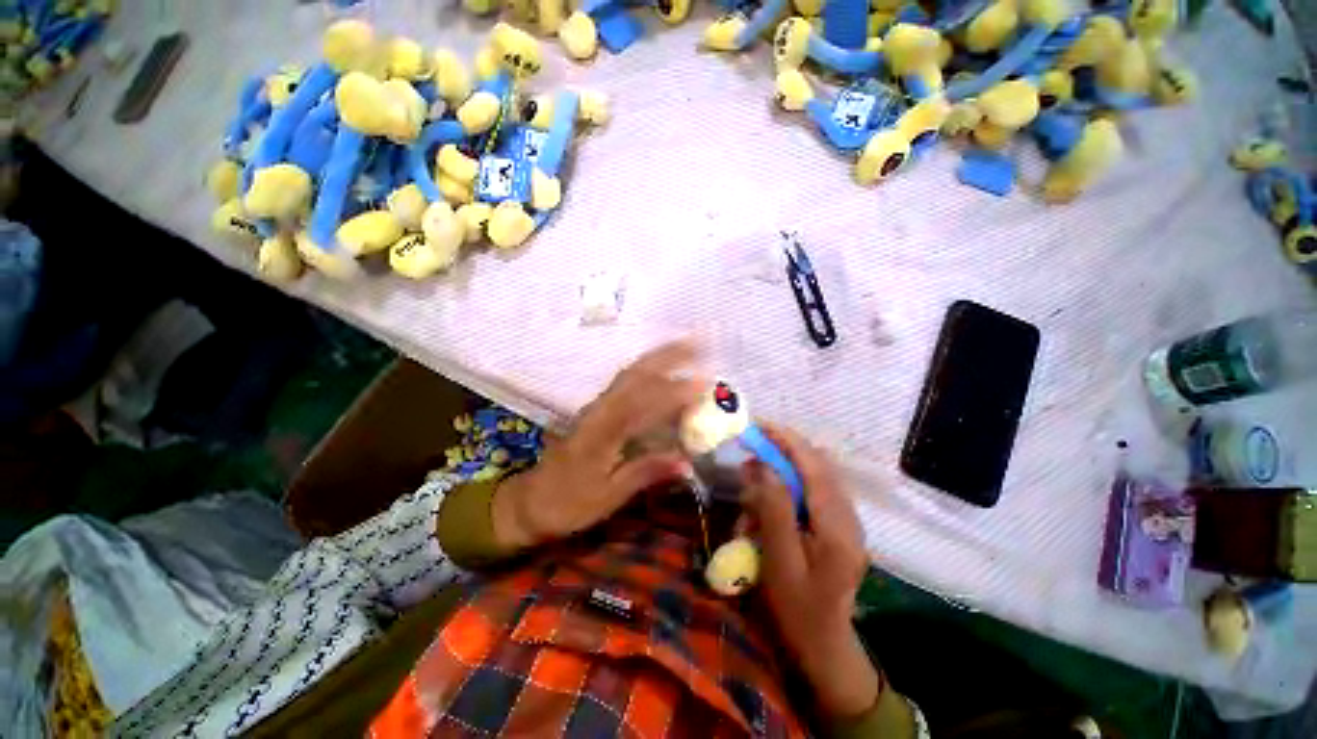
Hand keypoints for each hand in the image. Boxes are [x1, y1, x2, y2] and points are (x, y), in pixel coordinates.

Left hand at [492, 342, 702, 550]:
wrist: (532, 500)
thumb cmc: (568, 503)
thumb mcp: (608, 496)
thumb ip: (645, 473)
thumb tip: (687, 462)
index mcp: (600, 433)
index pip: (640, 405)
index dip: (672, 393)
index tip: (703, 385)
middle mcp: (599, 411)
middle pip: (635, 375)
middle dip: (668, 357)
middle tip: (700, 344)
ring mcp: (599, 406)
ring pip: (631, 374)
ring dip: (660, 357)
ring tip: (689, 346)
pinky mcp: (600, 409)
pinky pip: (628, 382)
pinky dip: (650, 369)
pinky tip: (666, 367)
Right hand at [742, 426, 878, 720]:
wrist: (824, 643)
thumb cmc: (796, 607)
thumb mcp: (779, 560)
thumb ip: (774, 509)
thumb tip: (764, 466)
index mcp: (838, 526)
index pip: (814, 466)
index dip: (786, 440)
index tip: (758, 426)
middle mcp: (850, 516)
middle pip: (819, 464)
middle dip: (784, 448)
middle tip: (752, 446)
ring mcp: (849, 519)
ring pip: (819, 473)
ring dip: (788, 463)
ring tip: (759, 467)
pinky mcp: (841, 524)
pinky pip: (817, 488)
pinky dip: (794, 479)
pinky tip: (774, 490)